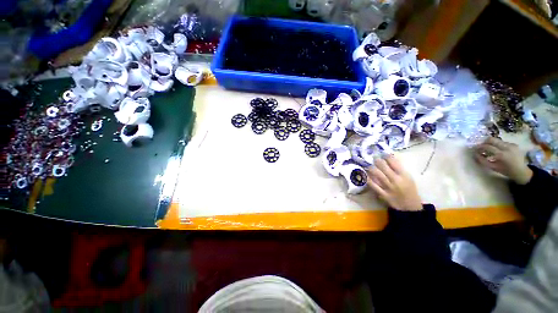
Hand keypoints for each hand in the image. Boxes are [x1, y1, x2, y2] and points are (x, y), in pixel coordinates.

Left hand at [367, 155, 422, 210]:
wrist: (409, 207)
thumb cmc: (409, 190)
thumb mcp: (408, 178)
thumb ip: (399, 169)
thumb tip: (388, 158)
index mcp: (404, 175)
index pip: (394, 163)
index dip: (386, 156)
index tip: (382, 153)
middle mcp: (396, 180)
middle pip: (384, 167)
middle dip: (377, 161)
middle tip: (373, 158)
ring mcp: (388, 187)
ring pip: (377, 175)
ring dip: (371, 168)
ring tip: (369, 165)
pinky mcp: (382, 194)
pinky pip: (373, 185)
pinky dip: (368, 179)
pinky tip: (365, 175)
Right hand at [475, 137, 532, 184]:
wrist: (521, 171)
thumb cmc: (506, 170)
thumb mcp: (493, 167)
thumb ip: (483, 161)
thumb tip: (475, 154)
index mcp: (501, 154)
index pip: (487, 146)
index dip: (480, 147)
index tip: (475, 148)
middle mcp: (506, 147)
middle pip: (492, 139)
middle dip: (485, 142)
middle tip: (482, 146)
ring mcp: (511, 145)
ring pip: (497, 140)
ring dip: (492, 144)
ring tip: (491, 149)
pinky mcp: (514, 144)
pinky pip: (503, 142)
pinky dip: (499, 145)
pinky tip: (500, 150)